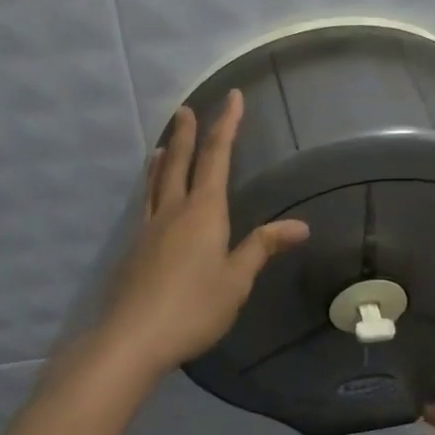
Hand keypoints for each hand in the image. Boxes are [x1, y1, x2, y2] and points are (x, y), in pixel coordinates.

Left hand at [96, 89, 309, 378]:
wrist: (133, 337)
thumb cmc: (194, 308)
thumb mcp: (236, 280)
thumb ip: (262, 247)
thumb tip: (300, 225)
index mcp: (204, 212)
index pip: (217, 158)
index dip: (226, 126)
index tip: (232, 98)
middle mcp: (174, 211)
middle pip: (179, 162)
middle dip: (186, 133)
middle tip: (186, 109)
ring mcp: (150, 228)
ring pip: (156, 181)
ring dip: (163, 157)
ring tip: (162, 143)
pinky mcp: (134, 248)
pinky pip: (146, 203)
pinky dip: (151, 185)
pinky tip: (151, 196)